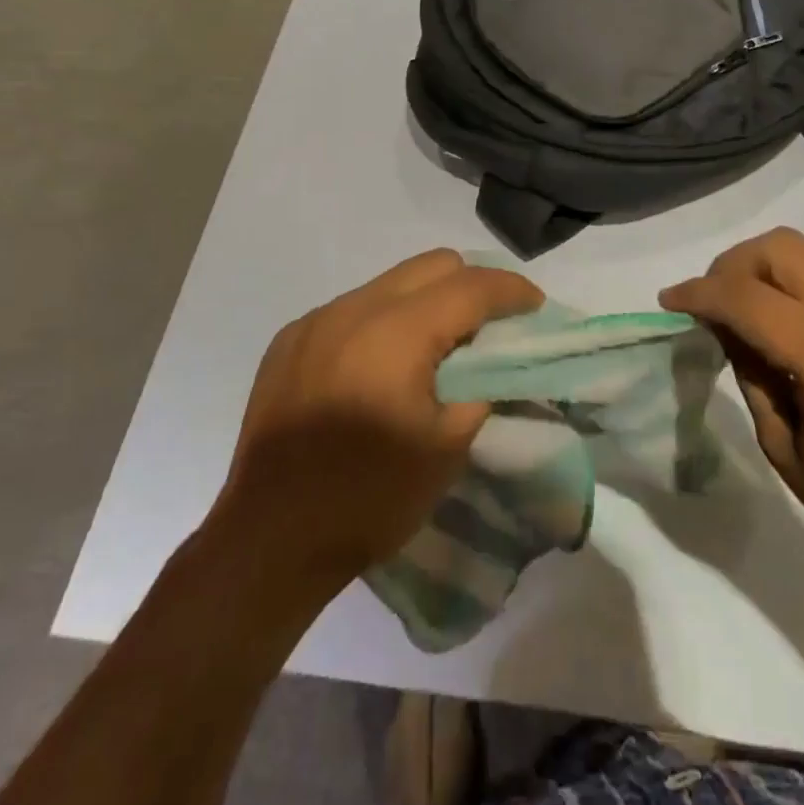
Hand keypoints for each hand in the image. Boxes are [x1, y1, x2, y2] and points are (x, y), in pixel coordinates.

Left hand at [217, 250, 542, 593]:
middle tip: (489, 325)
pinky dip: (381, 322)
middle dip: (471, 285)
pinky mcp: (290, 339)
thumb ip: (479, 388)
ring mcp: (316, 320)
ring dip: (424, 302)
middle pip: (432, 264)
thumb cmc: (368, 498)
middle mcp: (353, 309)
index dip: (511, 290)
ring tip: (434, 348)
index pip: (470, 286)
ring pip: (390, 282)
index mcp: (396, 332)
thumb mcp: (446, 448)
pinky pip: (352, 309)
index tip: (534, 306)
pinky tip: (379, 367)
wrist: (268, 540)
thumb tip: (490, 363)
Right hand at [660, 228, 803, 569]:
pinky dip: (800, 289)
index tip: (670, 301)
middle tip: (714, 303)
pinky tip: (796, 331)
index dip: (699, 293)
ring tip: (750, 316)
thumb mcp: (787, 449)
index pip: (746, 296)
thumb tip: (726, 328)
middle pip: (778, 248)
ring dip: (766, 273)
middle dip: (732, 265)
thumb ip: (751, 374)